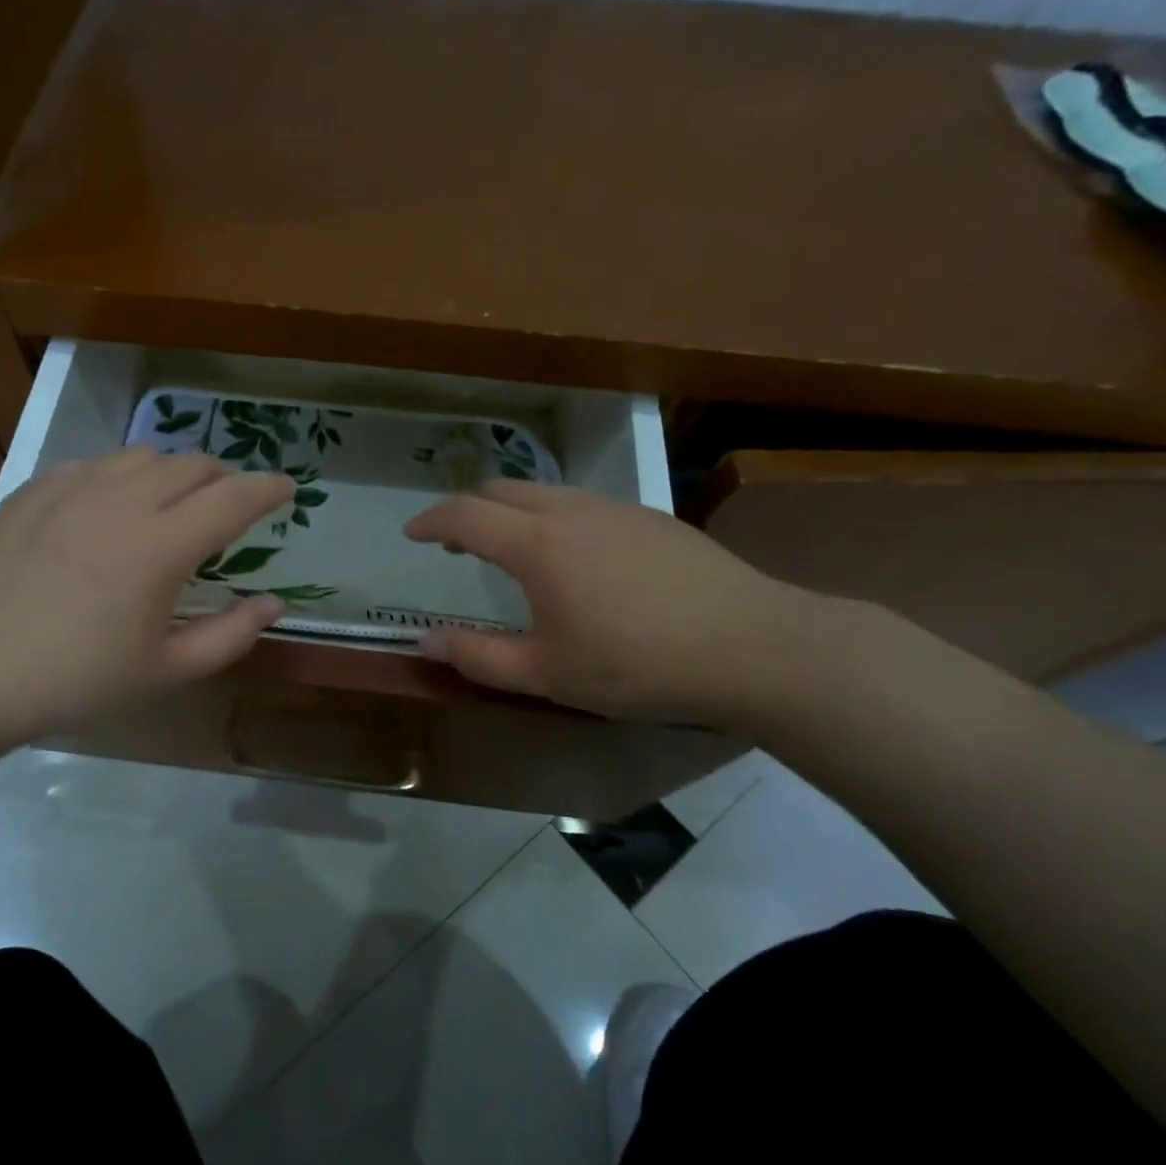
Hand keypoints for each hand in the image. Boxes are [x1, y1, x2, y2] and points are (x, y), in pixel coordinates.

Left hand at [0, 450, 292, 764]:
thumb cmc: (78, 681)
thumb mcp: (166, 670)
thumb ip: (231, 635)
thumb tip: (272, 603)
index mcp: (160, 547)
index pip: (234, 499)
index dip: (269, 489)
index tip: (287, 490)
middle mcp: (122, 502)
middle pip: (193, 465)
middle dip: (224, 480)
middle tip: (227, 510)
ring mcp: (72, 489)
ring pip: (143, 455)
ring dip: (172, 474)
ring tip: (169, 506)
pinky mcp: (33, 491)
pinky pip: (94, 464)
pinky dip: (120, 477)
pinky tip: (109, 509)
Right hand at [403, 481, 822, 725]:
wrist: (754, 646)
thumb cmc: (638, 664)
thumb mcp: (547, 674)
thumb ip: (479, 658)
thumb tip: (425, 642)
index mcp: (538, 545)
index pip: (465, 515)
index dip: (430, 521)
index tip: (411, 533)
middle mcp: (571, 511)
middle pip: (502, 490)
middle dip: (467, 510)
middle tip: (453, 544)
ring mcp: (617, 509)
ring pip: (545, 493)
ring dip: (511, 512)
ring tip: (508, 550)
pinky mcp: (652, 519)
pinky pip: (583, 504)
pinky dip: (552, 517)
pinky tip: (574, 559)